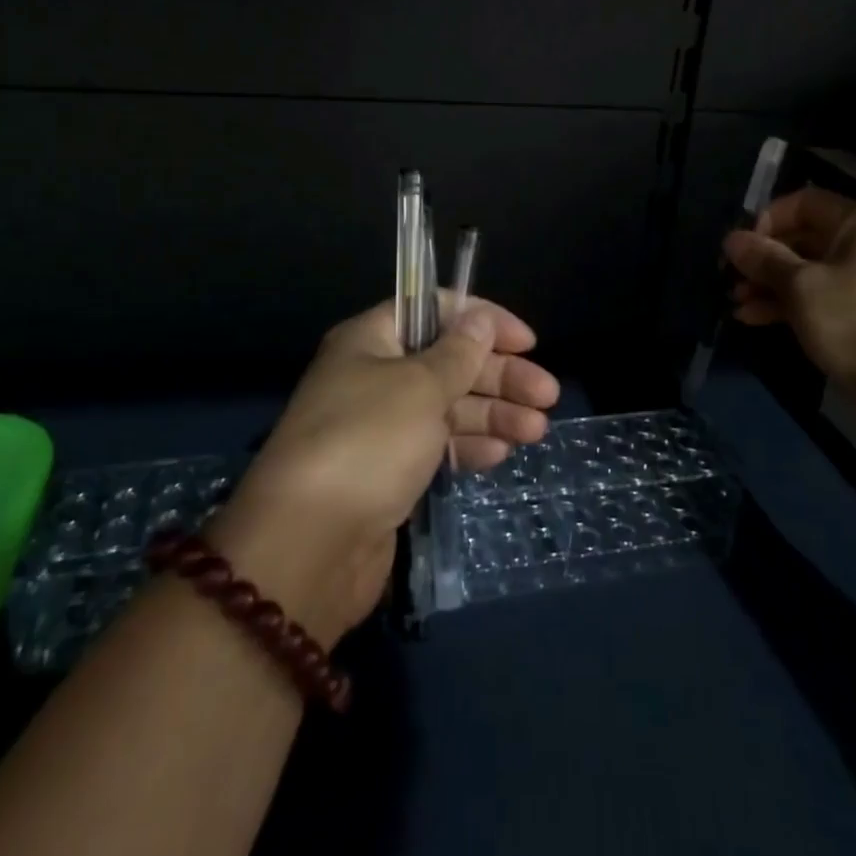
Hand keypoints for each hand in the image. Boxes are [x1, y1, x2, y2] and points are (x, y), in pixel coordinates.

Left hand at [205, 297, 558, 644]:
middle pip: (448, 362)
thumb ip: (458, 352)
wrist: (308, 546)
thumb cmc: (368, 442)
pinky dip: (470, 445)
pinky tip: (501, 453)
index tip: (526, 341)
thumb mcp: (420, 386)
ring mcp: (382, 427)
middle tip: (547, 395)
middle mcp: (374, 376)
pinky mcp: (389, 472)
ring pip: (449, 407)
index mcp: (371, 340)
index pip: (433, 309)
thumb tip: (480, 318)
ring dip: (494, 413)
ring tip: (537, 429)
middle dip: (499, 375)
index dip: (482, 319)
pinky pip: (438, 446)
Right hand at [723, 188, 855, 392]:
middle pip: (803, 238)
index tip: (739, 248)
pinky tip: (752, 319)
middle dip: (763, 258)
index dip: (766, 220)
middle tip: (730, 278)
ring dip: (768, 284)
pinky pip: (817, 298)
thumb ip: (763, 259)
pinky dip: (786, 304)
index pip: (803, 202)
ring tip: (736, 302)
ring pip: (806, 271)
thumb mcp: (801, 286)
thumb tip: (732, 239)